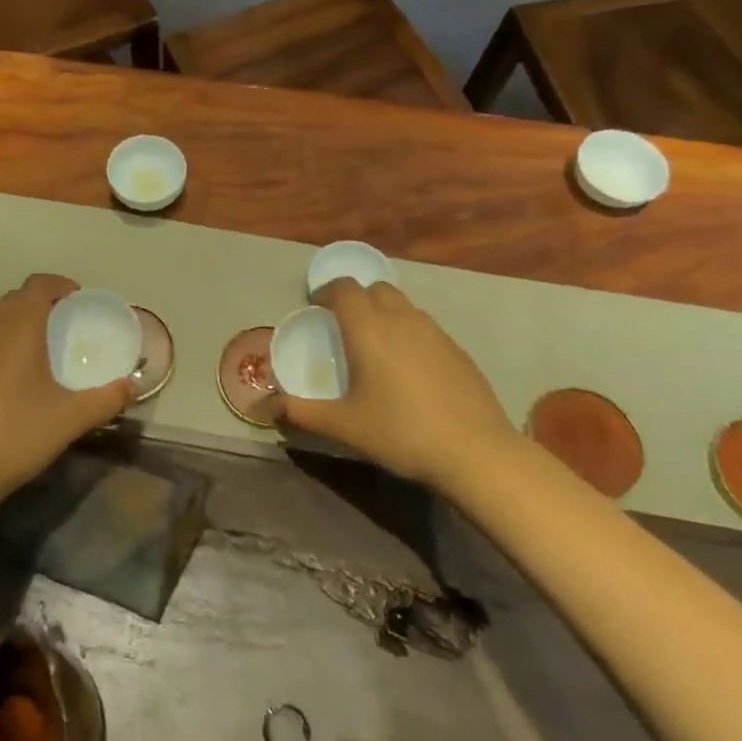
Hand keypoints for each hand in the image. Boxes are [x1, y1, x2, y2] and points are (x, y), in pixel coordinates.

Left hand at [0, 274, 132, 506]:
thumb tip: (133, 386)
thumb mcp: (71, 418)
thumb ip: (107, 399)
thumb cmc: (17, 434)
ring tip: (39, 348)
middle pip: (16, 298)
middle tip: (65, 324)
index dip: (61, 286)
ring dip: (17, 323)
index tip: (79, 301)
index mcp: (18, 326)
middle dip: (41, 303)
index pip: (39, 284)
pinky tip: (9, 377)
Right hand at [281, 279, 517, 483]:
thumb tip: (265, 407)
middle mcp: (401, 319)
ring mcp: (435, 332)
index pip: (344, 288)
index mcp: (368, 329)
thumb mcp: (343, 425)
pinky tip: (408, 369)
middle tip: (343, 325)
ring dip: (384, 313)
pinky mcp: (458, 350)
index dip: (326, 291)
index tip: (316, 306)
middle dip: (356, 298)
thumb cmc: (401, 432)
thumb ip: (301, 412)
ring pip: (403, 306)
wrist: (476, 452)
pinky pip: (424, 327)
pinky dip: (408, 333)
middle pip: (375, 289)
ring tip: (375, 346)